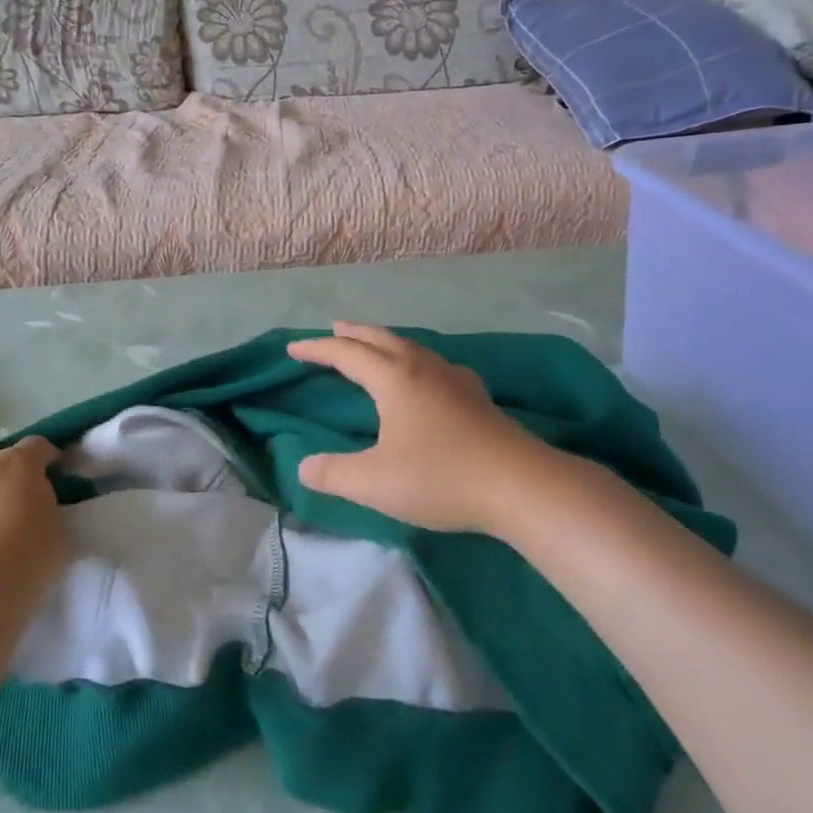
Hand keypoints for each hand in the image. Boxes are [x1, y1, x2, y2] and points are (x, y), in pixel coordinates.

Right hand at [287, 323, 550, 535]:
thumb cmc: (441, 477)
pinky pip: (435, 364)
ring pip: (412, 347)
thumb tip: (303, 467)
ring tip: (374, 347)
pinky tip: (427, 376)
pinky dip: (415, 360)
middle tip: (334, 328)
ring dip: (385, 342)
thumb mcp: (374, 482)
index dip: (317, 349)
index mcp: (394, 379)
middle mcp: (423, 368)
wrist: (520, 485)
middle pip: (381, 338)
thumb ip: (333, 474)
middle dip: (353, 333)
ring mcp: (455, 379)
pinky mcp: (477, 397)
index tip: (293, 349)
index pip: (346, 353)